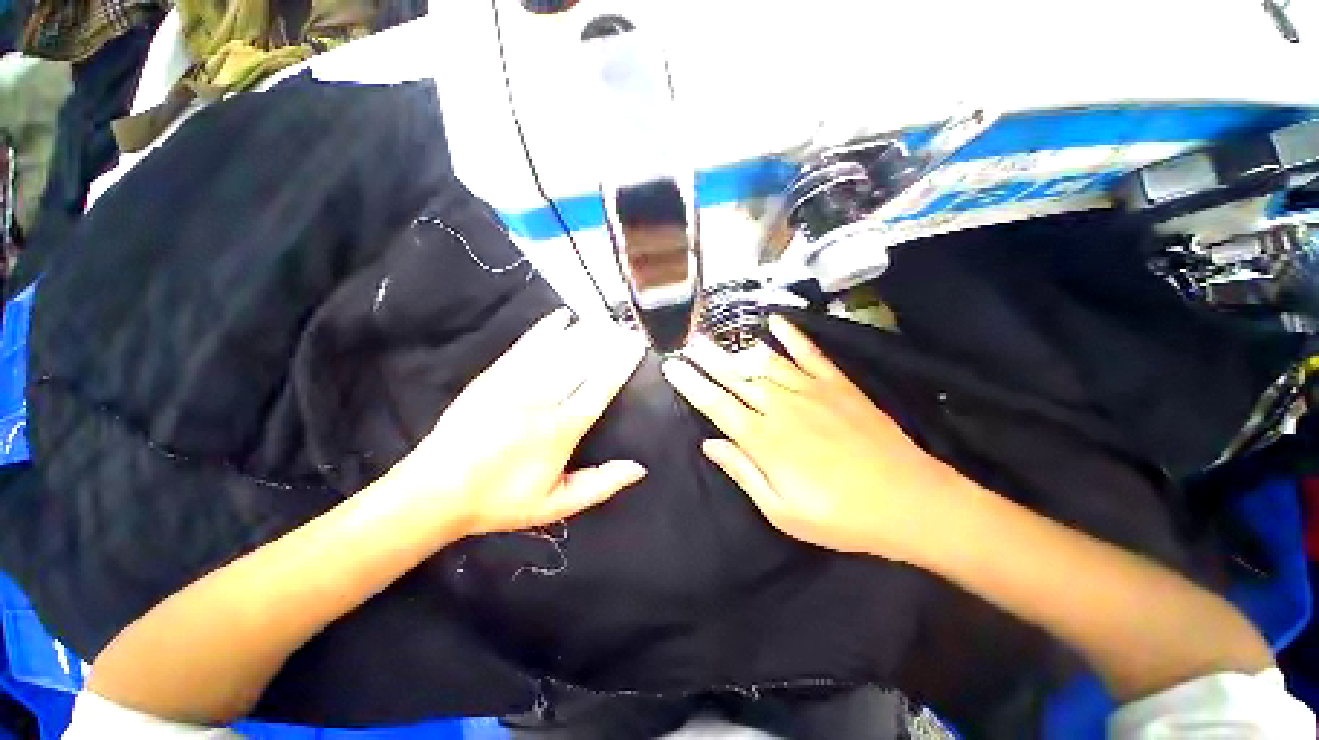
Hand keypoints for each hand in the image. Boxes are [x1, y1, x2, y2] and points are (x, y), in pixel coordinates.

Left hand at [390, 308, 647, 535]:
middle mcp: (542, 400)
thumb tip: (639, 468)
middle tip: (626, 326)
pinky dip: (545, 330)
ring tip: (604, 319)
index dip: (620, 364)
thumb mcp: (556, 505)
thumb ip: (600, 485)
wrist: (435, 491)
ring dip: (583, 332)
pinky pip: (526, 346)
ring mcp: (515, 383)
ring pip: (557, 349)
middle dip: (607, 341)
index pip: (600, 388)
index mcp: (560, 430)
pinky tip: (561, 317)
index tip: (635, 345)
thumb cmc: (501, 500)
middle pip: (581, 362)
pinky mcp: (494, 376)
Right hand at [661, 315, 963, 561]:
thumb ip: (743, 472)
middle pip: (736, 377)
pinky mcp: (838, 384)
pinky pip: (809, 353)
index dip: (692, 384)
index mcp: (765, 440)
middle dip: (707, 359)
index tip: (673, 368)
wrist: (910, 501)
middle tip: (687, 342)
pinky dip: (792, 335)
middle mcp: (782, 407)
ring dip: (738, 348)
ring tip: (718, 336)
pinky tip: (776, 321)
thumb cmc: (841, 516)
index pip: (716, 404)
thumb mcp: (783, 511)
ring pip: (766, 362)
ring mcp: (812, 391)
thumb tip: (711, 444)